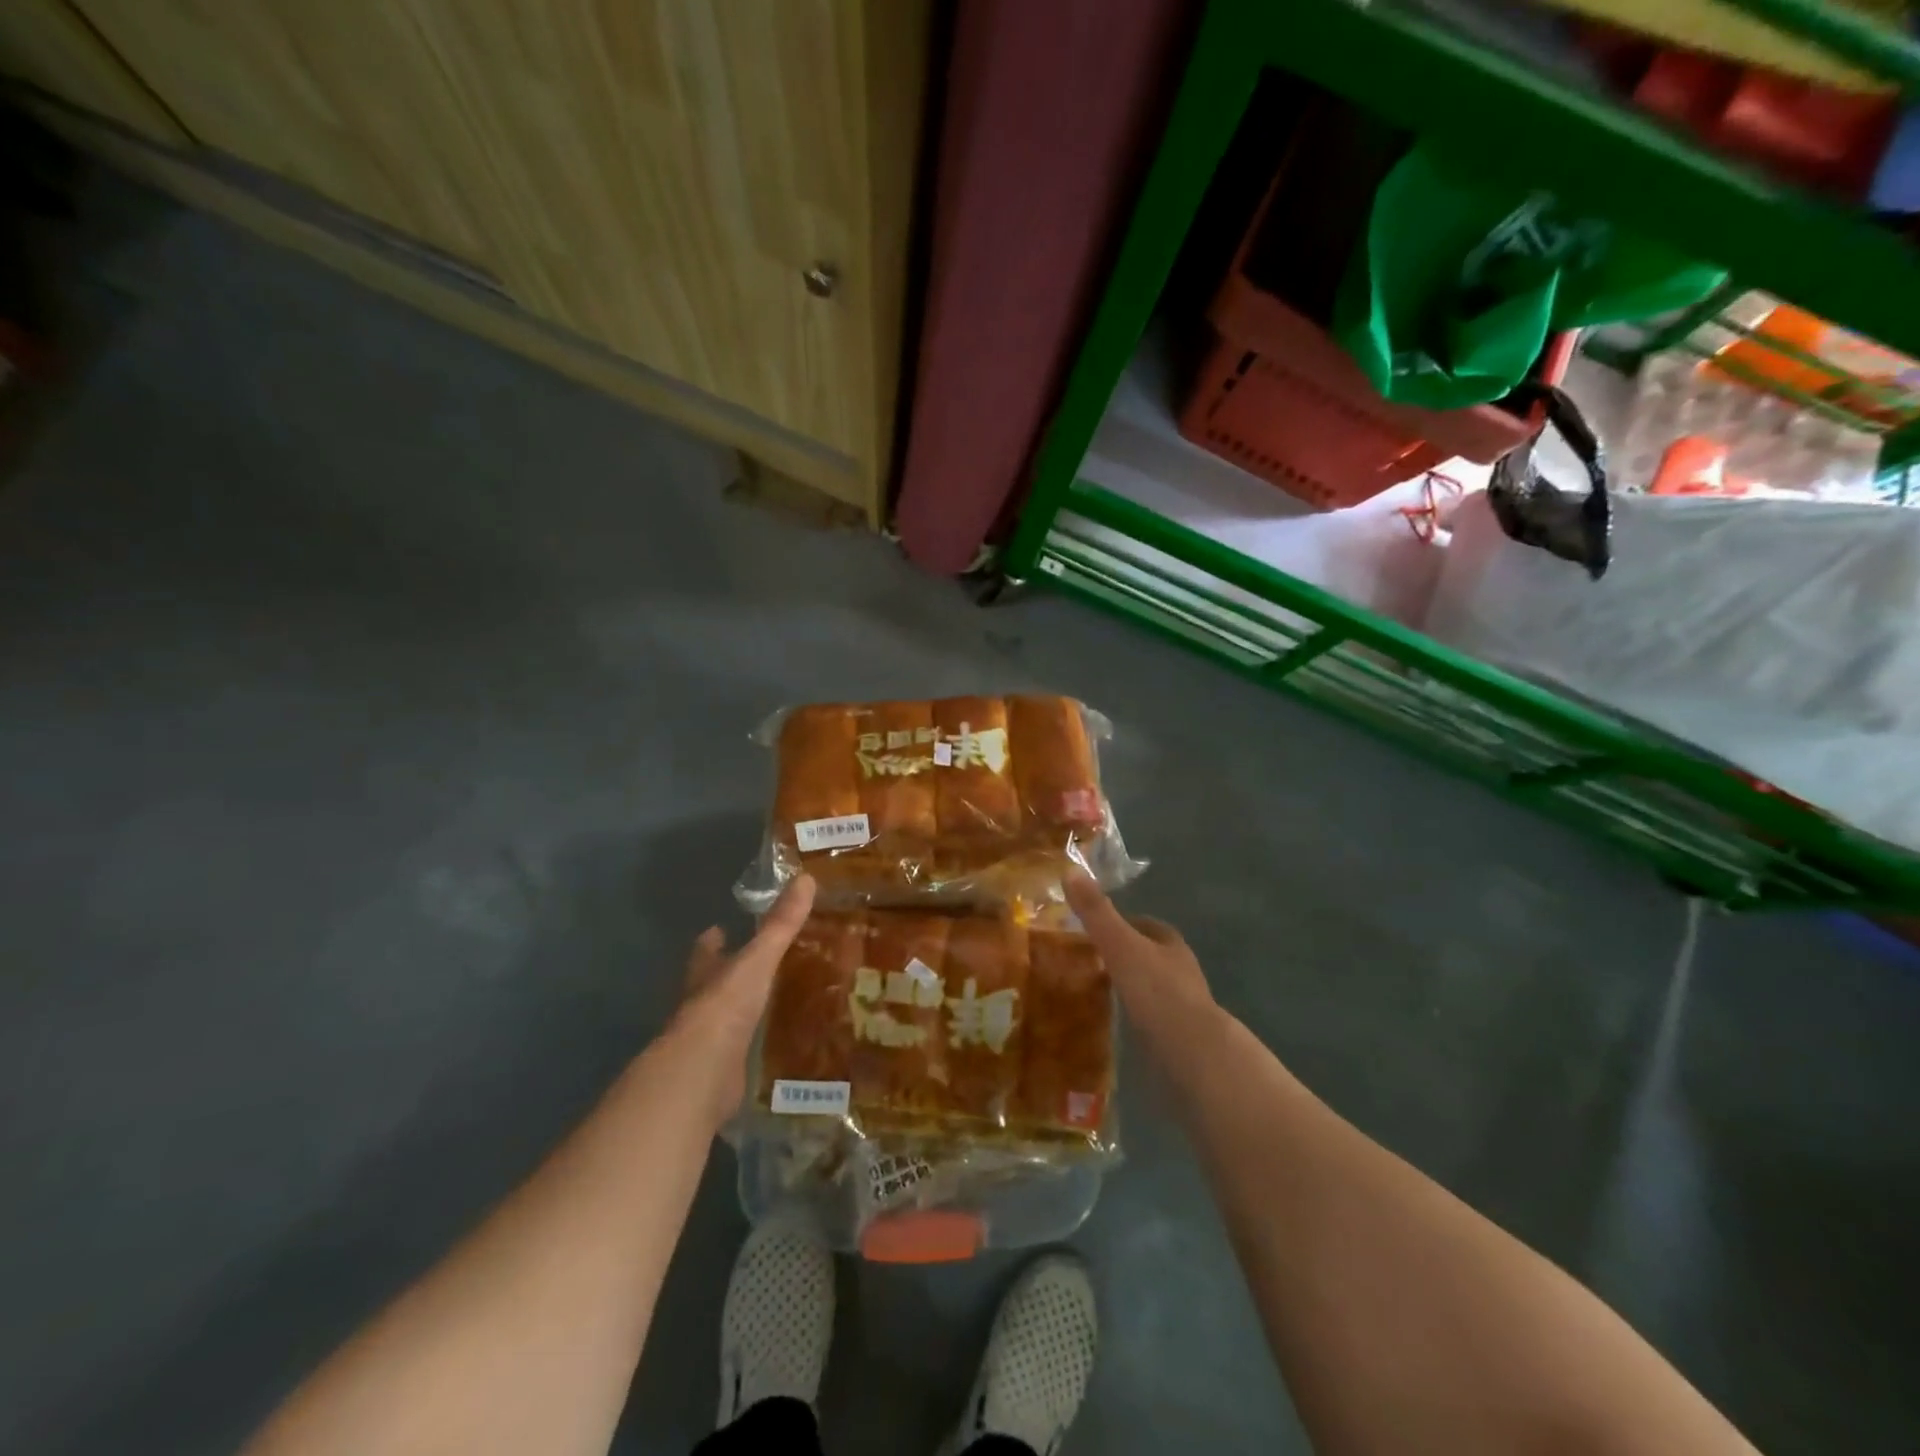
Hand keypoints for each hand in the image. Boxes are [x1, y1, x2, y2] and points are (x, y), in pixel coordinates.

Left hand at [672, 874, 815, 1123]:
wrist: (702, 1074)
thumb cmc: (725, 1007)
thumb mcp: (758, 960)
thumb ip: (781, 924)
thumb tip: (805, 877)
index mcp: (705, 976)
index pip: (706, 951)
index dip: (713, 940)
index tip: (719, 928)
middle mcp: (702, 1006)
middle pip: (713, 984)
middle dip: (727, 974)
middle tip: (755, 963)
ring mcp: (710, 1041)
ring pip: (726, 1018)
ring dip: (742, 1009)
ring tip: (773, 1000)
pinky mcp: (722, 1072)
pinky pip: (740, 1051)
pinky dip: (752, 1044)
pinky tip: (774, 1042)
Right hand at [1065, 873, 1218, 1052]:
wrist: (1193, 1052)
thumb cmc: (1158, 991)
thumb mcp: (1121, 945)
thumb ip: (1096, 912)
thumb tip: (1070, 870)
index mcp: (1170, 943)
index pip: (1143, 923)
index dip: (1118, 922)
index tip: (1090, 927)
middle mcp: (1179, 969)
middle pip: (1145, 953)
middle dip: (1119, 953)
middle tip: (1083, 957)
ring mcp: (1180, 1004)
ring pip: (1146, 985)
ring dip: (1124, 984)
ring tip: (1090, 988)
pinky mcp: (1176, 1034)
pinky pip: (1146, 1015)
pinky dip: (1129, 1012)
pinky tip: (1110, 1019)